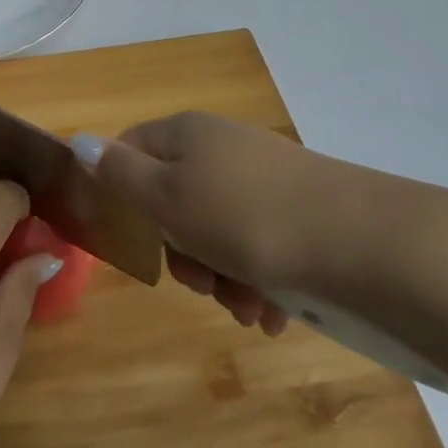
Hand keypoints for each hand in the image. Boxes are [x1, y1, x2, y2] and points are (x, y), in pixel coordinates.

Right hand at [77, 113, 382, 335]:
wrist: (367, 246)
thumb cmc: (246, 219)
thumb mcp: (167, 198)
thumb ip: (119, 173)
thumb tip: (80, 142)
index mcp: (186, 134)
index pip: (131, 150)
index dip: (124, 194)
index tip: (137, 239)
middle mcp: (223, 149)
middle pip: (174, 199)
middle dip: (181, 251)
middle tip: (198, 281)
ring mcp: (266, 181)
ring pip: (217, 232)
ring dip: (220, 278)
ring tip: (245, 308)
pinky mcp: (301, 215)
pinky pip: (260, 248)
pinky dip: (257, 283)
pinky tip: (271, 313)